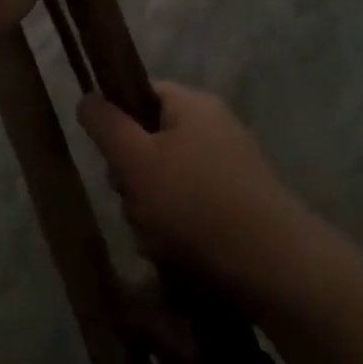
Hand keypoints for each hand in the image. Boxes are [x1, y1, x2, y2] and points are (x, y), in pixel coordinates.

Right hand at [78, 82, 312, 294]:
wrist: (275, 268)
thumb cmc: (195, 204)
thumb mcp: (136, 160)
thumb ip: (106, 125)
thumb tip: (88, 97)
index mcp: (193, 105)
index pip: (140, 94)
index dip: (117, 122)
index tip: (111, 157)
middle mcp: (216, 128)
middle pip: (150, 141)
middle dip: (133, 177)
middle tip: (134, 202)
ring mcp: (232, 168)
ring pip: (167, 181)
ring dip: (151, 210)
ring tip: (158, 237)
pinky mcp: (241, 206)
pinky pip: (192, 209)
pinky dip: (178, 230)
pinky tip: (179, 253)